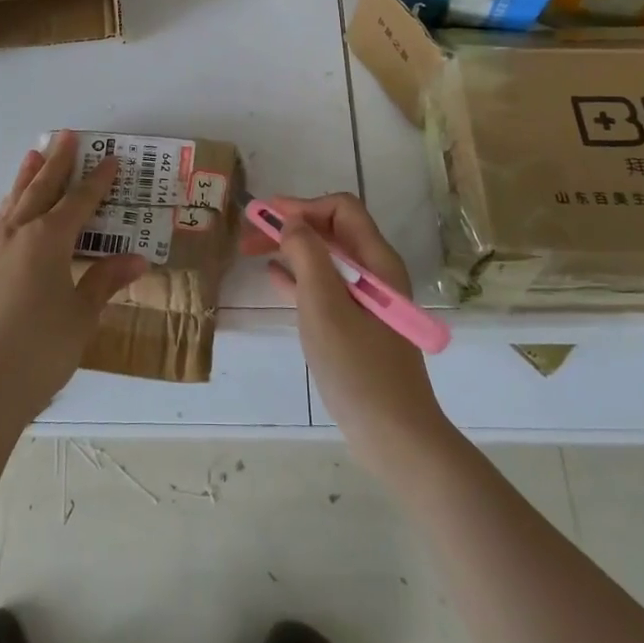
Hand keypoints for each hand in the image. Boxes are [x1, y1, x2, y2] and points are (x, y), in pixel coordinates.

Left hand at [0, 133, 147, 432]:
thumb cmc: (40, 350)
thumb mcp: (82, 316)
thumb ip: (105, 281)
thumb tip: (137, 259)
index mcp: (48, 240)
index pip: (79, 202)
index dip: (97, 181)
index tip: (111, 159)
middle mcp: (18, 236)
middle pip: (40, 189)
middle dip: (56, 163)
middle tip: (64, 135)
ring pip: (13, 203)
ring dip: (26, 178)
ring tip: (32, 155)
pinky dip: (10, 208)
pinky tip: (11, 213)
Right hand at [242, 192, 450, 478]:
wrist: (394, 435)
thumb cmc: (358, 366)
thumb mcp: (324, 304)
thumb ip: (307, 255)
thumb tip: (291, 221)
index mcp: (376, 260)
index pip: (340, 209)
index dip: (302, 206)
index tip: (265, 217)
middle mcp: (375, 272)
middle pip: (331, 230)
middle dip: (291, 226)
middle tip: (249, 235)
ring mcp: (367, 300)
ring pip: (325, 258)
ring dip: (290, 249)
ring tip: (252, 252)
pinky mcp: (358, 325)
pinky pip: (325, 286)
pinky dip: (298, 276)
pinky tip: (274, 278)